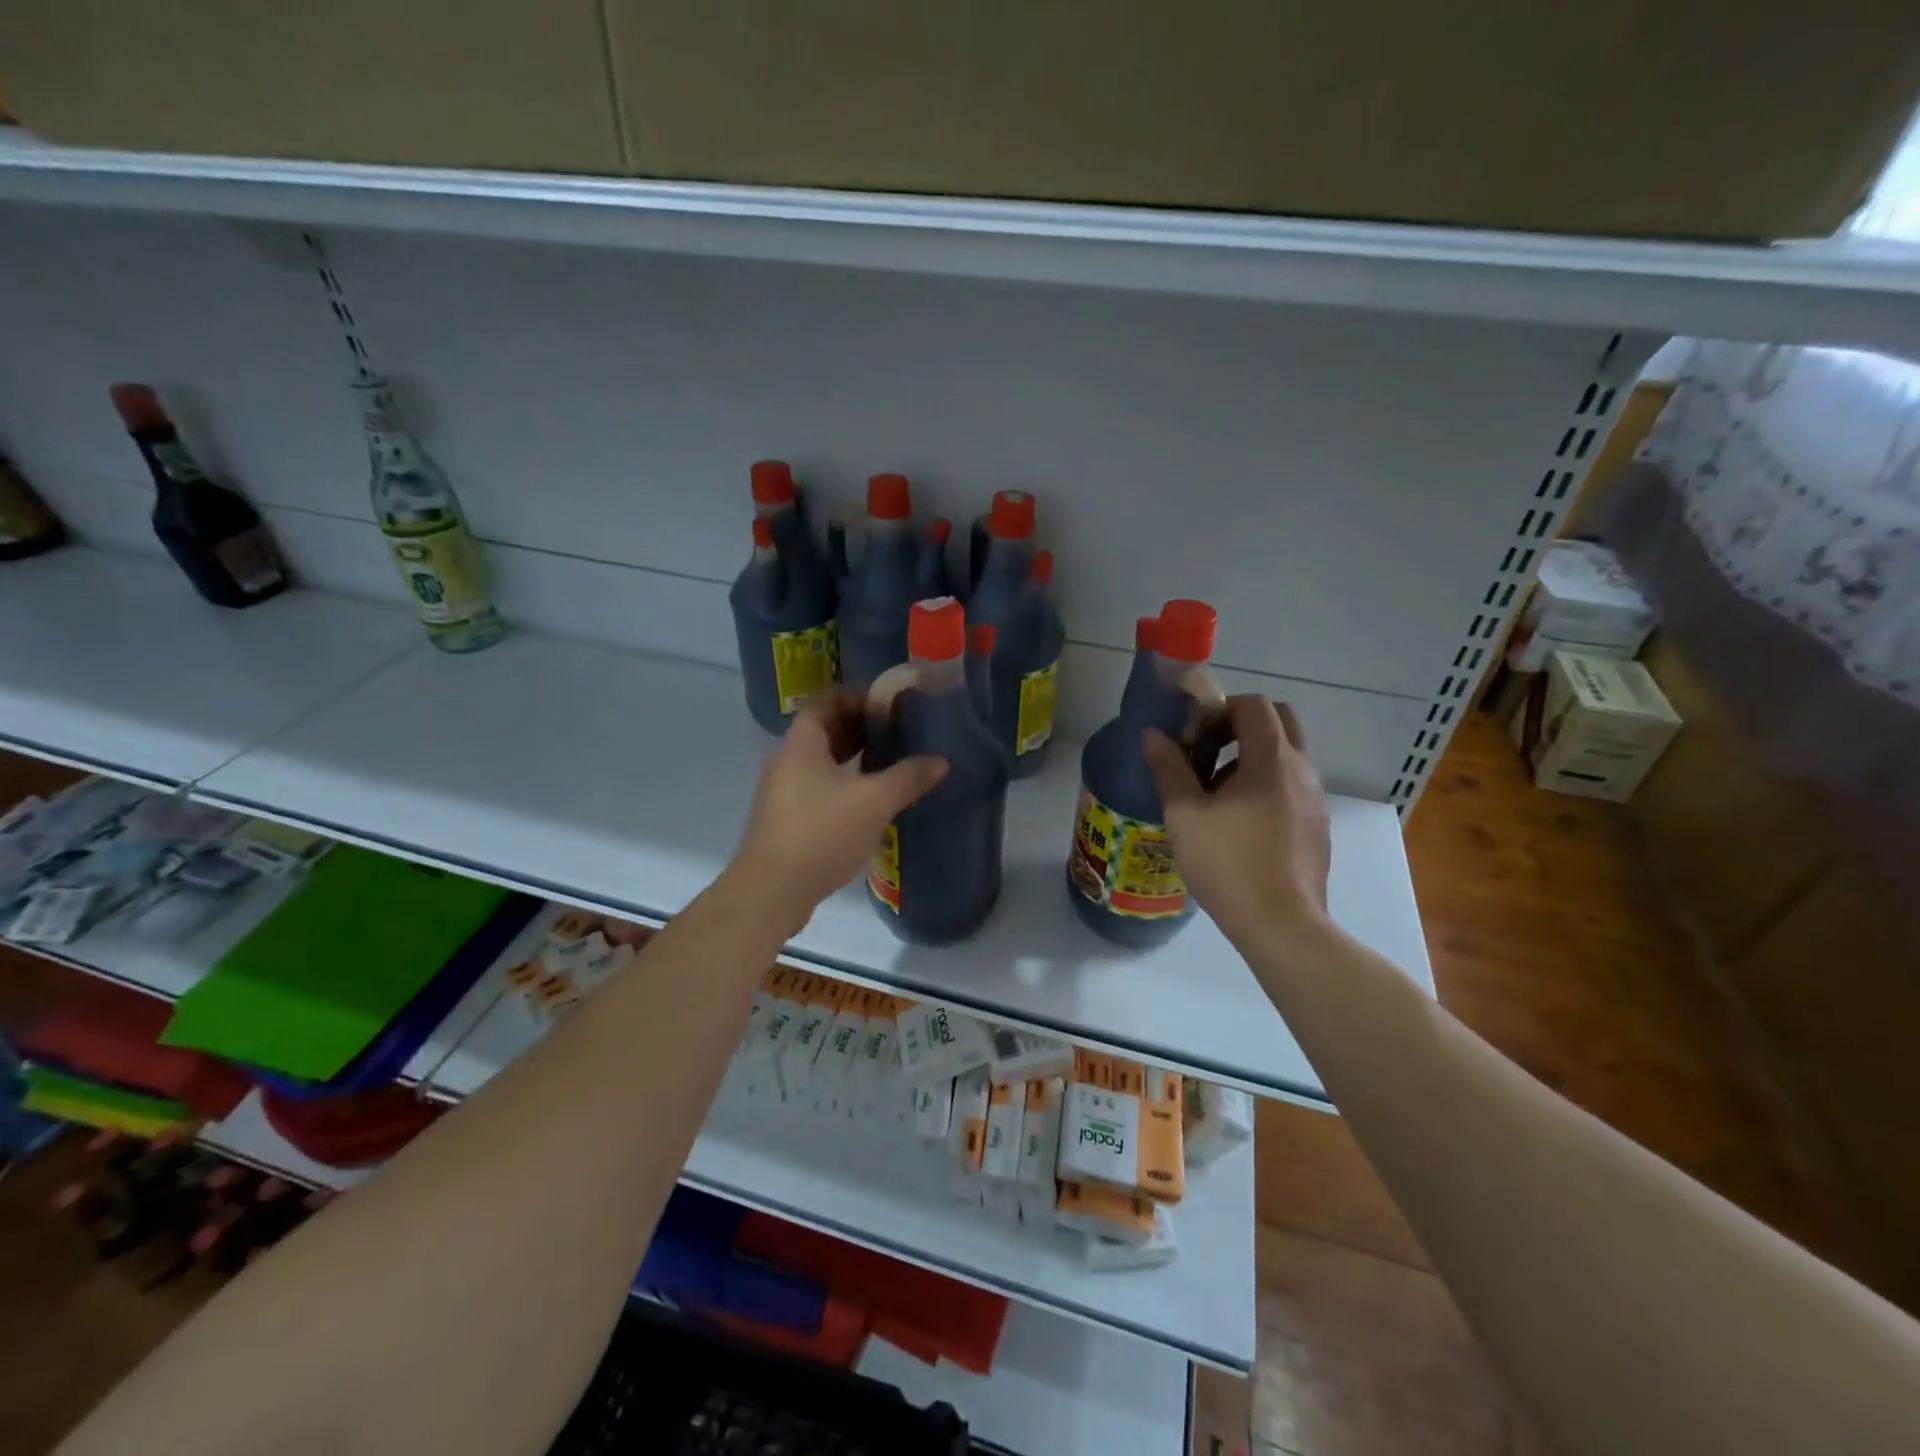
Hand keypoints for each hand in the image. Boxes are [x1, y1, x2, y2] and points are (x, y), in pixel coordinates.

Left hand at [730, 689, 947, 931]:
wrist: (772, 891)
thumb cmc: (821, 834)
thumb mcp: (873, 802)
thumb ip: (907, 778)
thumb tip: (940, 762)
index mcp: (801, 745)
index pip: (825, 702)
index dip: (856, 697)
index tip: (888, 704)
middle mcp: (787, 762)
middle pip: (823, 731)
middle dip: (859, 727)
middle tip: (896, 731)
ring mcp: (784, 793)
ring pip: (821, 762)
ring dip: (853, 757)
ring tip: (890, 761)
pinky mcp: (787, 820)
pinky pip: (819, 787)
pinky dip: (844, 783)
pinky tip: (870, 800)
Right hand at [1143, 696, 1331, 950]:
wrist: (1282, 924)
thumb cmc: (1228, 863)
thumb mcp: (1184, 815)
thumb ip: (1169, 769)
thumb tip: (1153, 735)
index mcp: (1271, 760)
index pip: (1254, 705)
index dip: (1221, 709)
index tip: (1195, 735)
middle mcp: (1302, 770)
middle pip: (1279, 721)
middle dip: (1242, 726)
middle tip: (1208, 753)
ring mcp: (1316, 799)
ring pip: (1286, 757)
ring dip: (1252, 759)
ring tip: (1217, 796)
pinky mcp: (1318, 826)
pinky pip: (1292, 787)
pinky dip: (1267, 787)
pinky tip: (1240, 825)